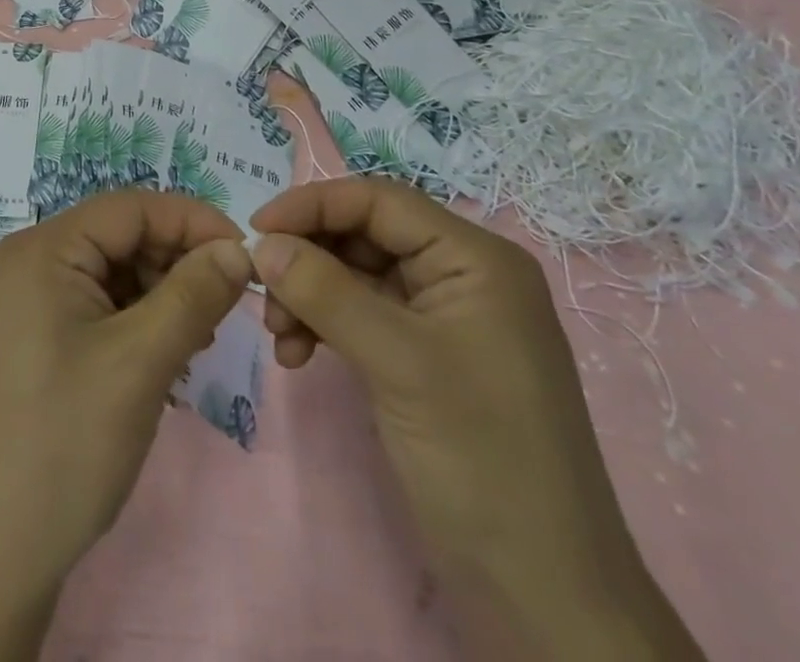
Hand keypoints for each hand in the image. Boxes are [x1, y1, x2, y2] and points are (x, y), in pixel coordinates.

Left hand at [0, 190, 251, 661]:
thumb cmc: (67, 442)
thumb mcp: (141, 361)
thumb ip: (194, 294)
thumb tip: (238, 248)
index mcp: (43, 249)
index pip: (131, 208)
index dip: (192, 222)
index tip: (247, 256)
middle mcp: (32, 261)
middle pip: (122, 237)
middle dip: (178, 263)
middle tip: (228, 307)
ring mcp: (31, 300)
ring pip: (115, 272)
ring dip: (164, 295)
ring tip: (199, 341)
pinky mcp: (38, 336)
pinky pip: (100, 305)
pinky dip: (140, 321)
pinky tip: (168, 359)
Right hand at [249, 178, 704, 661]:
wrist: (544, 598)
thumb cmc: (482, 459)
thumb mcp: (398, 363)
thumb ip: (325, 292)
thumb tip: (260, 243)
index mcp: (475, 259)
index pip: (379, 201)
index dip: (313, 205)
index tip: (255, 230)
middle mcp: (461, 275)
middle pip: (363, 234)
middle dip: (308, 258)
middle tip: (260, 291)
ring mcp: (443, 318)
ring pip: (355, 274)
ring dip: (309, 294)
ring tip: (279, 335)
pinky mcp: (425, 357)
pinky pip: (361, 314)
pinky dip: (324, 325)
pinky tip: (298, 355)